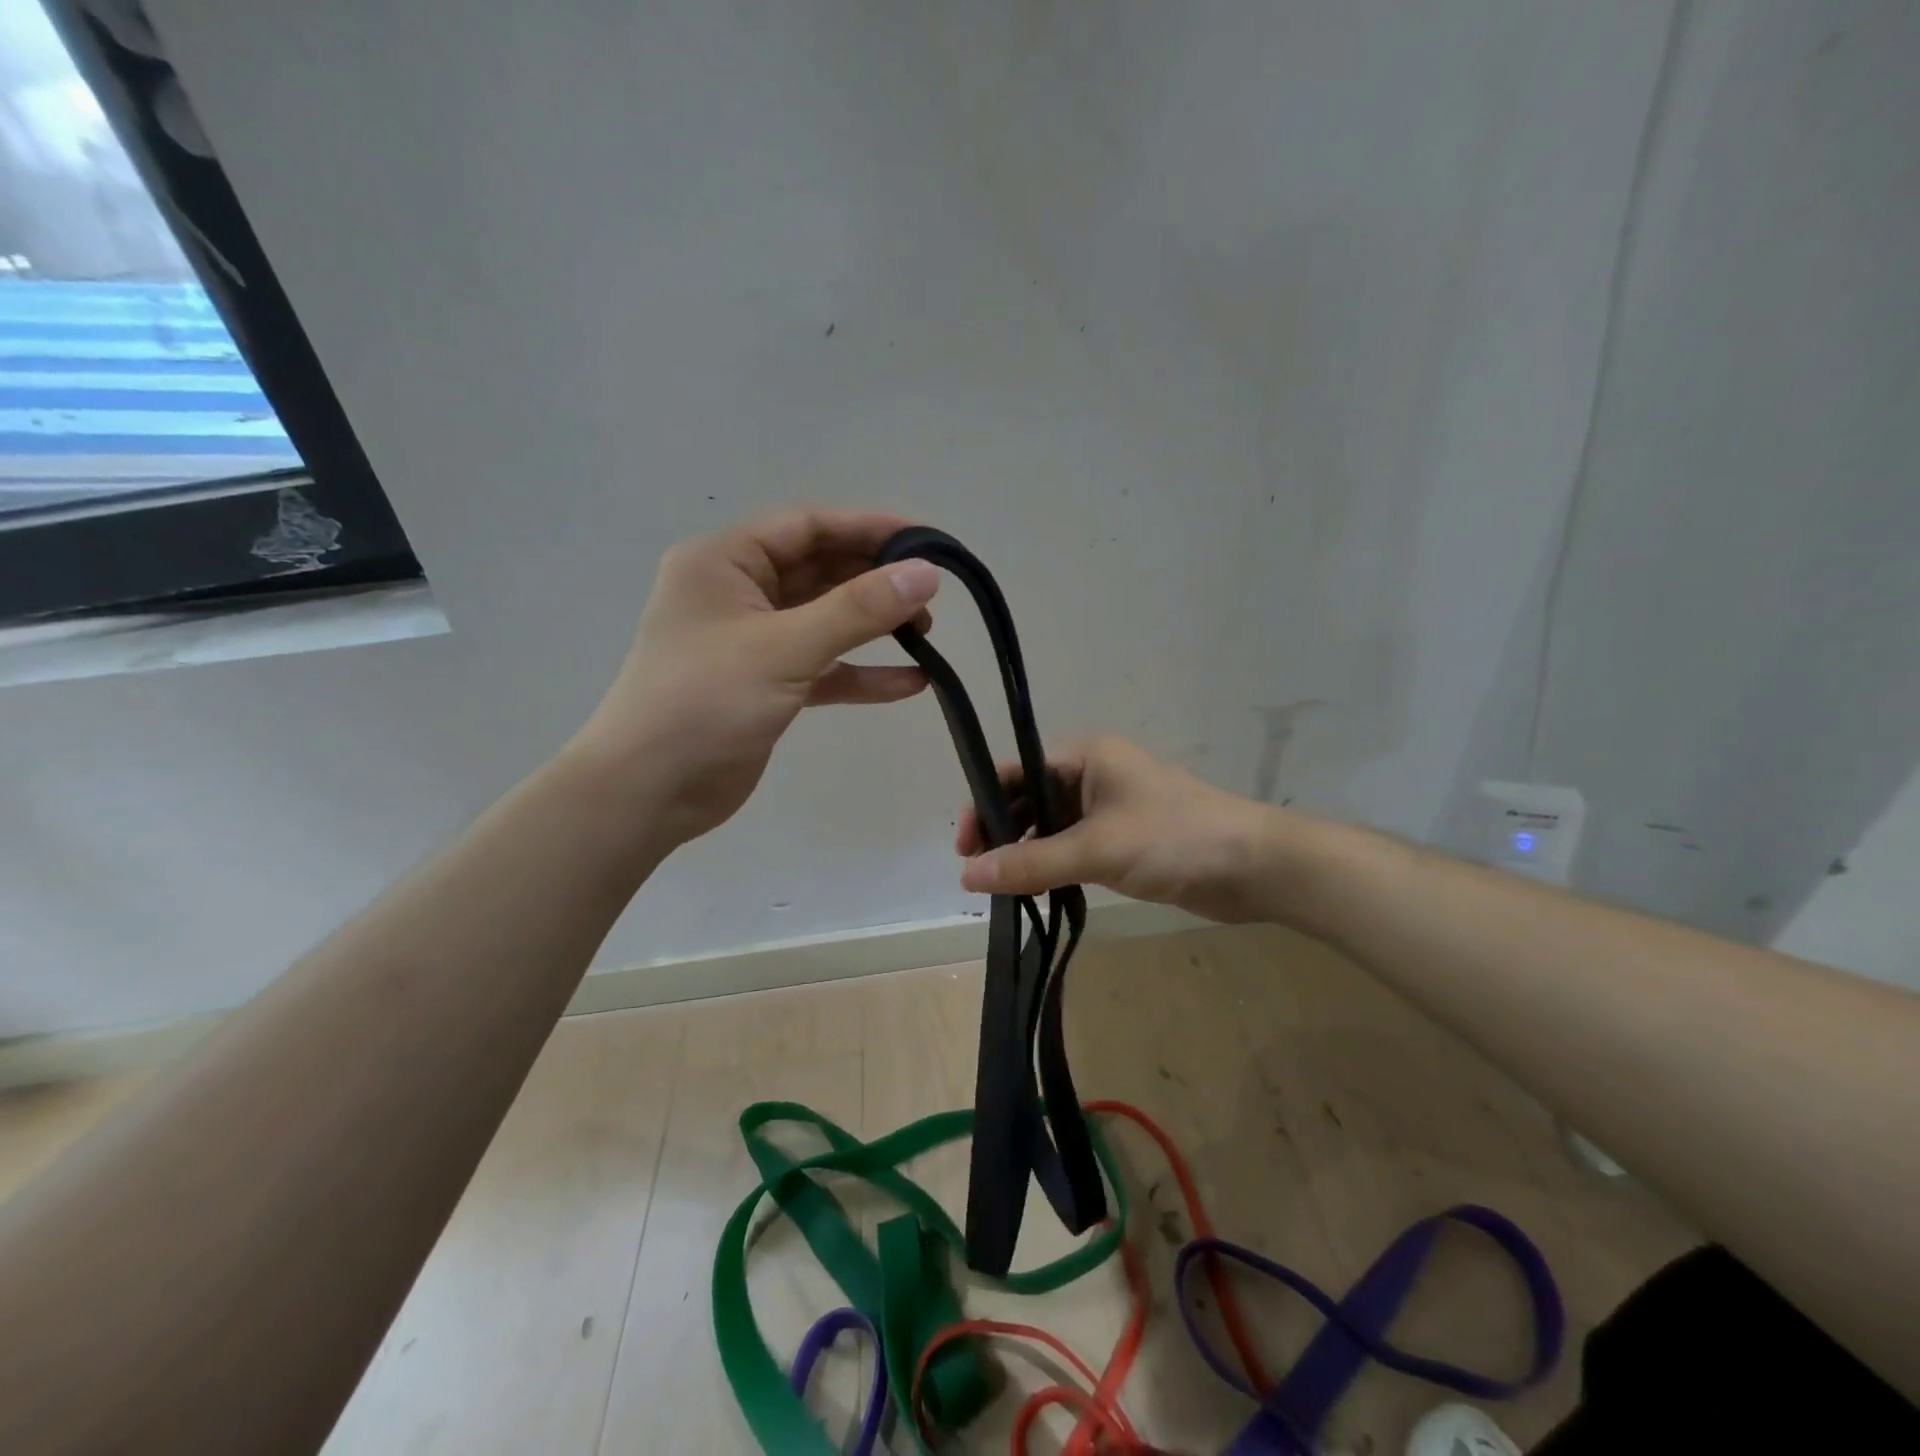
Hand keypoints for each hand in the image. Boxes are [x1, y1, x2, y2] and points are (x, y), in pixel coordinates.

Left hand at [573, 509, 940, 843]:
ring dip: (873, 627)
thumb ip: (857, 610)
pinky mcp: (765, 685)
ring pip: (824, 620)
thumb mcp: (784, 648)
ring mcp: (751, 641)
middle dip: (876, 581)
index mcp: (724, 561)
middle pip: (820, 571)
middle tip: (930, 597)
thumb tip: (926, 573)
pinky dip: (861, 674)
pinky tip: (910, 684)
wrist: (647, 793)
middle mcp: (737, 592)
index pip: (808, 526)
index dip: (870, 528)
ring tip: (927, 636)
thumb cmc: (704, 703)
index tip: (928, 542)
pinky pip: (822, 668)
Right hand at [956, 735, 1281, 923]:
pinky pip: (1071, 848)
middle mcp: (1091, 775)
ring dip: (1024, 852)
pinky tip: (1034, 890)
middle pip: (1027, 799)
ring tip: (1001, 888)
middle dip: (1001, 832)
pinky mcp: (1121, 840)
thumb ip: (1031, 863)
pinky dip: (1050, 866)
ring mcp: (1107, 809)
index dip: (984, 806)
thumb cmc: (1174, 838)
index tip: (963, 849)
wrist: (1254, 867)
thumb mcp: (1097, 848)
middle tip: (978, 874)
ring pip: (1048, 827)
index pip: (1015, 773)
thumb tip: (967, 876)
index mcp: (1084, 756)